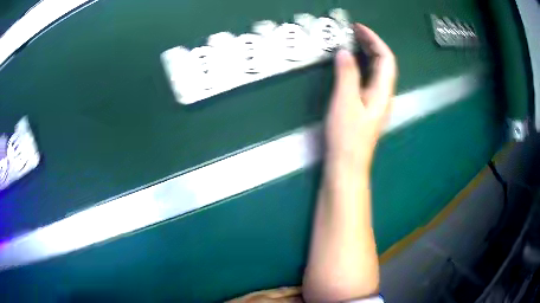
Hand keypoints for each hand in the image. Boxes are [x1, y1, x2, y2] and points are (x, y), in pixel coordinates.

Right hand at [326, 24, 396, 172]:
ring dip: (367, 53)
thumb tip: (345, 52)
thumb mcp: (345, 102)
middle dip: (371, 44)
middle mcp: (383, 94)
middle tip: (354, 31)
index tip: (359, 28)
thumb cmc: (347, 135)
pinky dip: (361, 65)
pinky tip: (351, 64)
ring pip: (376, 71)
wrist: (347, 164)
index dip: (375, 40)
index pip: (386, 58)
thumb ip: (346, 75)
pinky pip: (368, 79)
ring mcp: (376, 101)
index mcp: (382, 92)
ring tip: (353, 42)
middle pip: (383, 63)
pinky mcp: (367, 106)